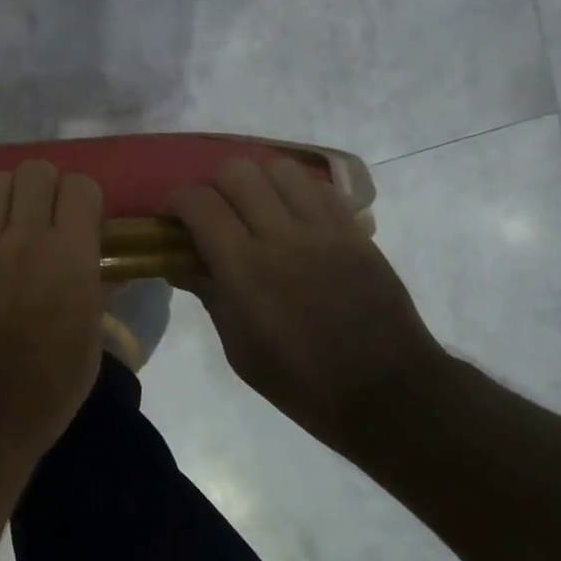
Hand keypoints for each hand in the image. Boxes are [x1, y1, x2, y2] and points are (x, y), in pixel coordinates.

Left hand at [0, 161, 106, 452]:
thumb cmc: (49, 387)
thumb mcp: (92, 341)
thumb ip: (93, 292)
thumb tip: (93, 269)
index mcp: (71, 255)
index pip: (81, 186)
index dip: (81, 197)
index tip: (78, 220)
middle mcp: (26, 238)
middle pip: (34, 170)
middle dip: (41, 187)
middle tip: (39, 217)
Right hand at [167, 158, 446, 447]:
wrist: (387, 392)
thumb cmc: (302, 382)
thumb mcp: (239, 349)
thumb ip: (209, 295)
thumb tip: (179, 263)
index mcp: (245, 269)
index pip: (199, 203)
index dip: (176, 201)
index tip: (173, 219)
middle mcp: (282, 236)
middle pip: (237, 172)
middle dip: (214, 186)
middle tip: (215, 214)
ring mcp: (323, 229)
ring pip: (280, 168)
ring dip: (258, 182)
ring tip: (256, 209)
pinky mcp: (354, 231)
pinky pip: (318, 188)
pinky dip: (296, 193)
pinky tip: (294, 219)